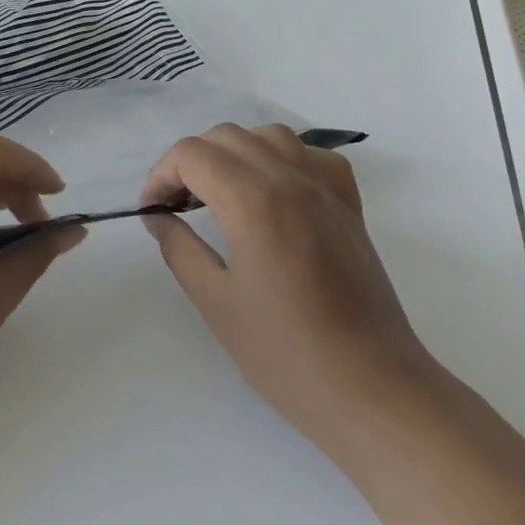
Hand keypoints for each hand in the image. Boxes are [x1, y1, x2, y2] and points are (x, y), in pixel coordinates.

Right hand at [141, 123, 434, 459]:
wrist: (371, 388)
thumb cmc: (286, 354)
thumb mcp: (216, 303)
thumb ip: (179, 249)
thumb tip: (157, 217)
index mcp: (254, 201)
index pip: (193, 154)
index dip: (161, 175)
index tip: (152, 211)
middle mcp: (292, 179)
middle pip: (227, 136)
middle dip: (191, 161)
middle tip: (176, 205)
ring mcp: (327, 189)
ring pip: (270, 136)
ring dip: (234, 153)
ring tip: (220, 194)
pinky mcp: (349, 206)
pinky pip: (312, 156)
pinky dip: (283, 160)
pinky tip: (273, 194)